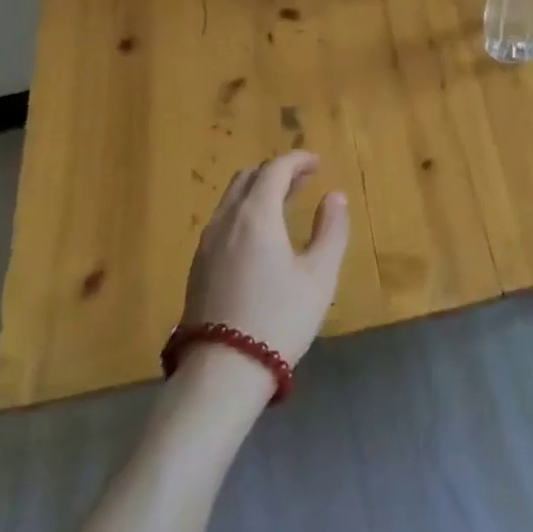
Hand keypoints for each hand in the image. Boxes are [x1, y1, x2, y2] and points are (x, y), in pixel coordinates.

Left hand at [180, 152, 349, 369]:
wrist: (223, 371)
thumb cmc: (279, 319)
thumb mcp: (319, 276)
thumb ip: (331, 231)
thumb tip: (335, 197)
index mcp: (256, 215)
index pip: (275, 169)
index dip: (297, 160)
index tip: (317, 162)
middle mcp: (226, 220)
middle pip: (248, 178)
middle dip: (276, 172)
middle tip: (303, 180)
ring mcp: (207, 243)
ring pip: (231, 199)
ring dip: (258, 191)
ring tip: (285, 203)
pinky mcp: (198, 265)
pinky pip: (223, 220)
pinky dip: (244, 211)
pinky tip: (260, 234)